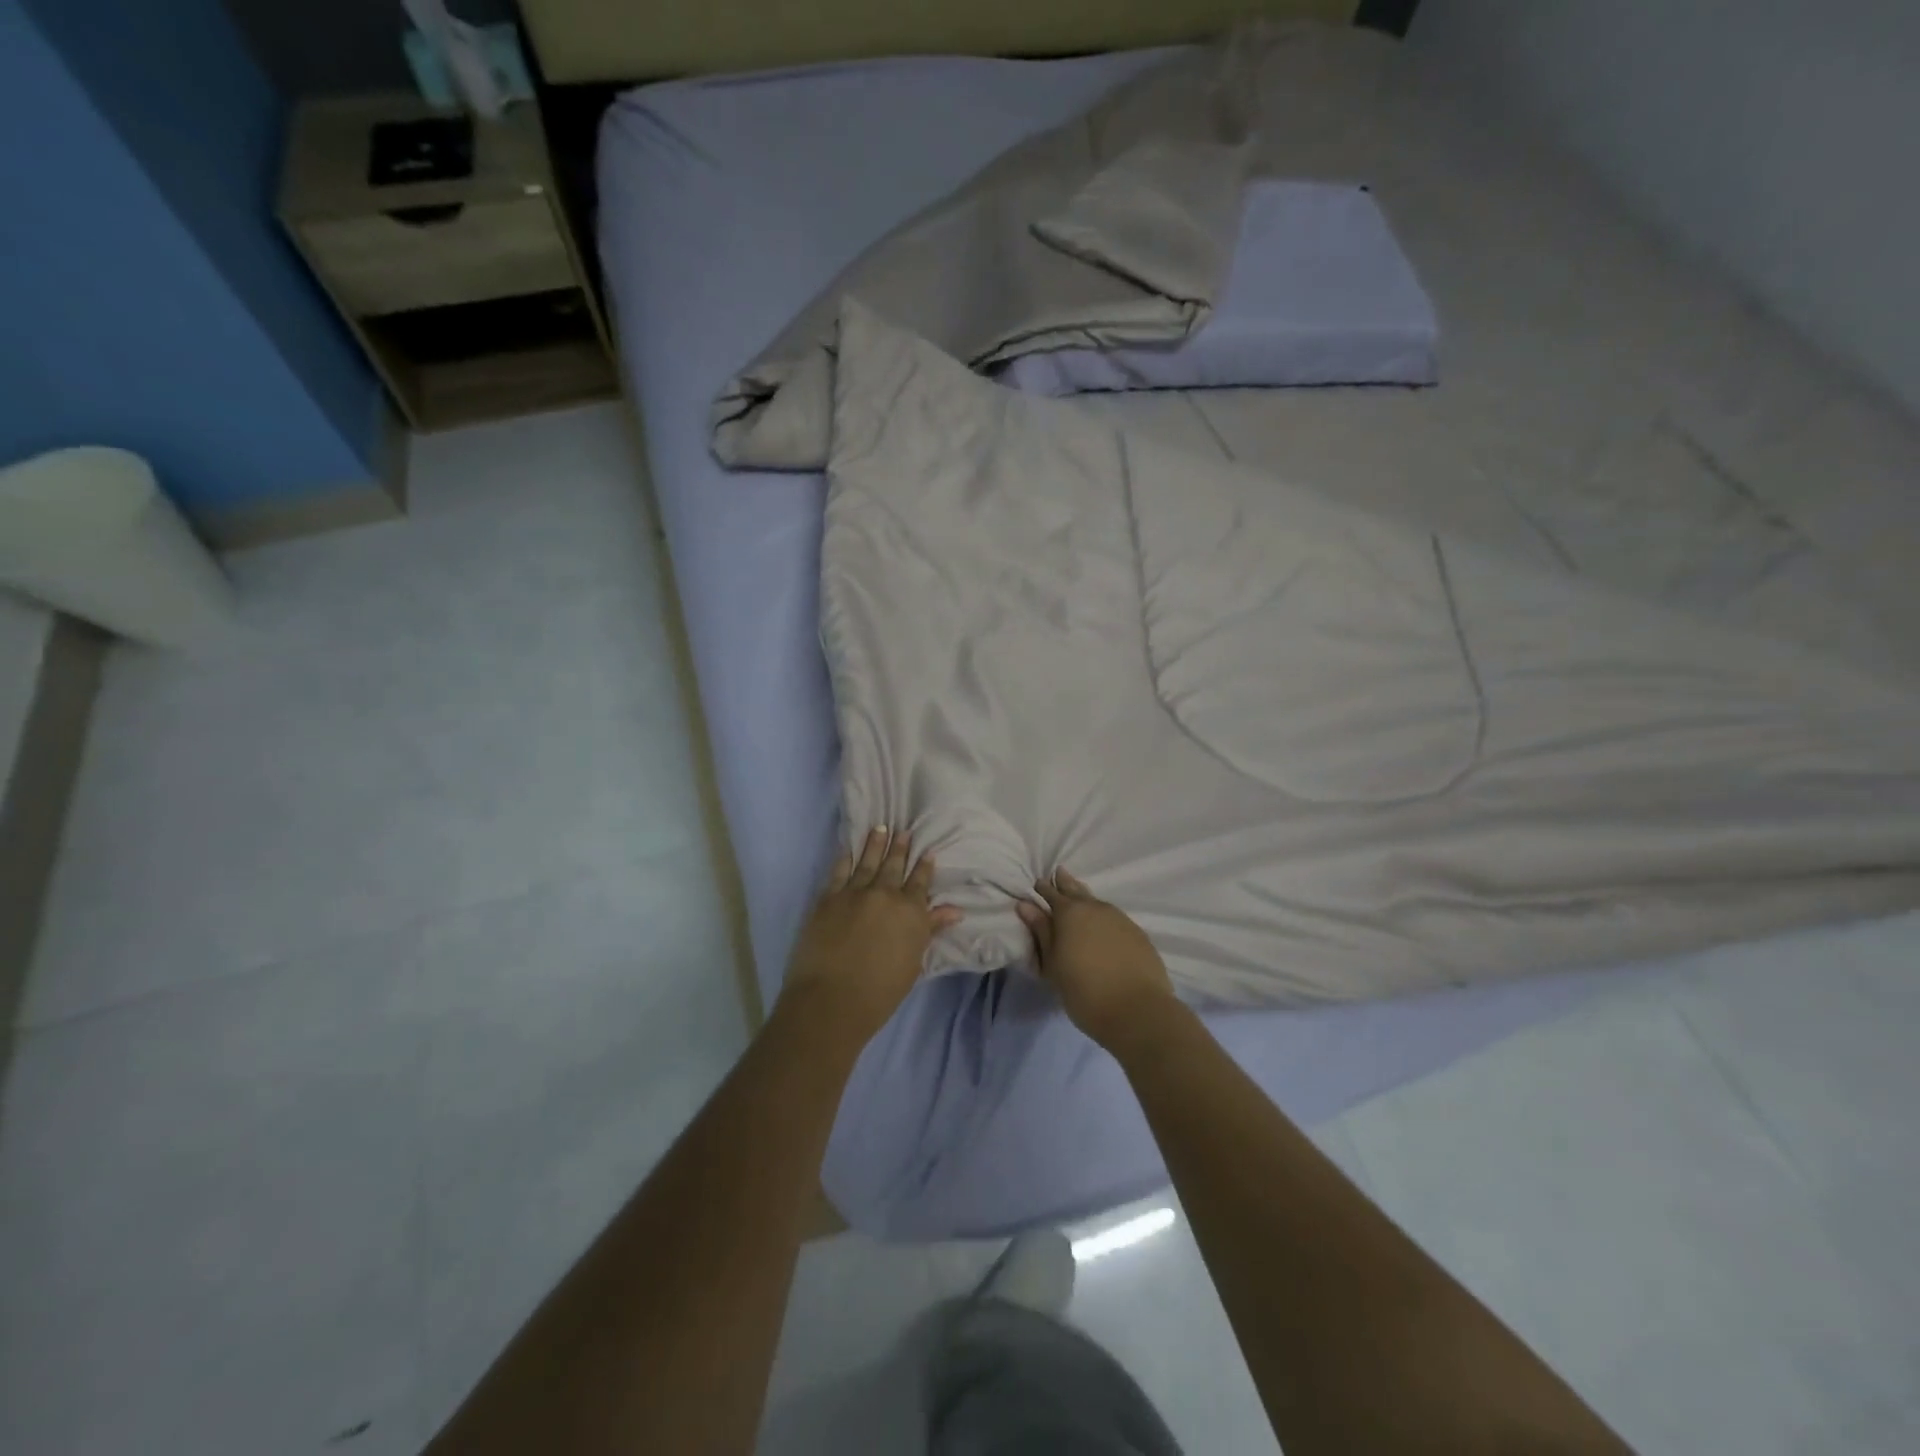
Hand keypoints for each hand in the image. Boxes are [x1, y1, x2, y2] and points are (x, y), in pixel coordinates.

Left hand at [780, 828, 962, 1045]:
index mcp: (910, 912)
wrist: (832, 1000)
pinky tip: (848, 848)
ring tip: (880, 828)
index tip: (928, 851)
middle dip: (900, 848)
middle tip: (904, 830)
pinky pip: (839, 871)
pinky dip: (845, 858)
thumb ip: (930, 930)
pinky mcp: (828, 898)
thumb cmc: (880, 991)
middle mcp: (885, 895)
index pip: (920, 883)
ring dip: (875, 844)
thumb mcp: (913, 962)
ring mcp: (854, 893)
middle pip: (894, 866)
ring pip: (867, 862)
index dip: (924, 867)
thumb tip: (954, 911)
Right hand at [1017, 870, 1179, 1054]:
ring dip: (1085, 897)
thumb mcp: (1053, 964)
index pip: (1052, 894)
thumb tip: (1026, 905)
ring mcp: (1120, 919)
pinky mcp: (1138, 933)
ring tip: (1079, 895)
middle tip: (1058, 873)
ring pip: (1097, 901)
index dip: (1043, 889)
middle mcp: (1095, 908)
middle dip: (1065, 883)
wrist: (1137, 1010)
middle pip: (1076, 890)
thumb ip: (1041, 932)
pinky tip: (1103, 923)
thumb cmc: (1084, 991)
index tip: (1037, 884)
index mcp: (1070, 913)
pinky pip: (1114, 916)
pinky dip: (1103, 915)